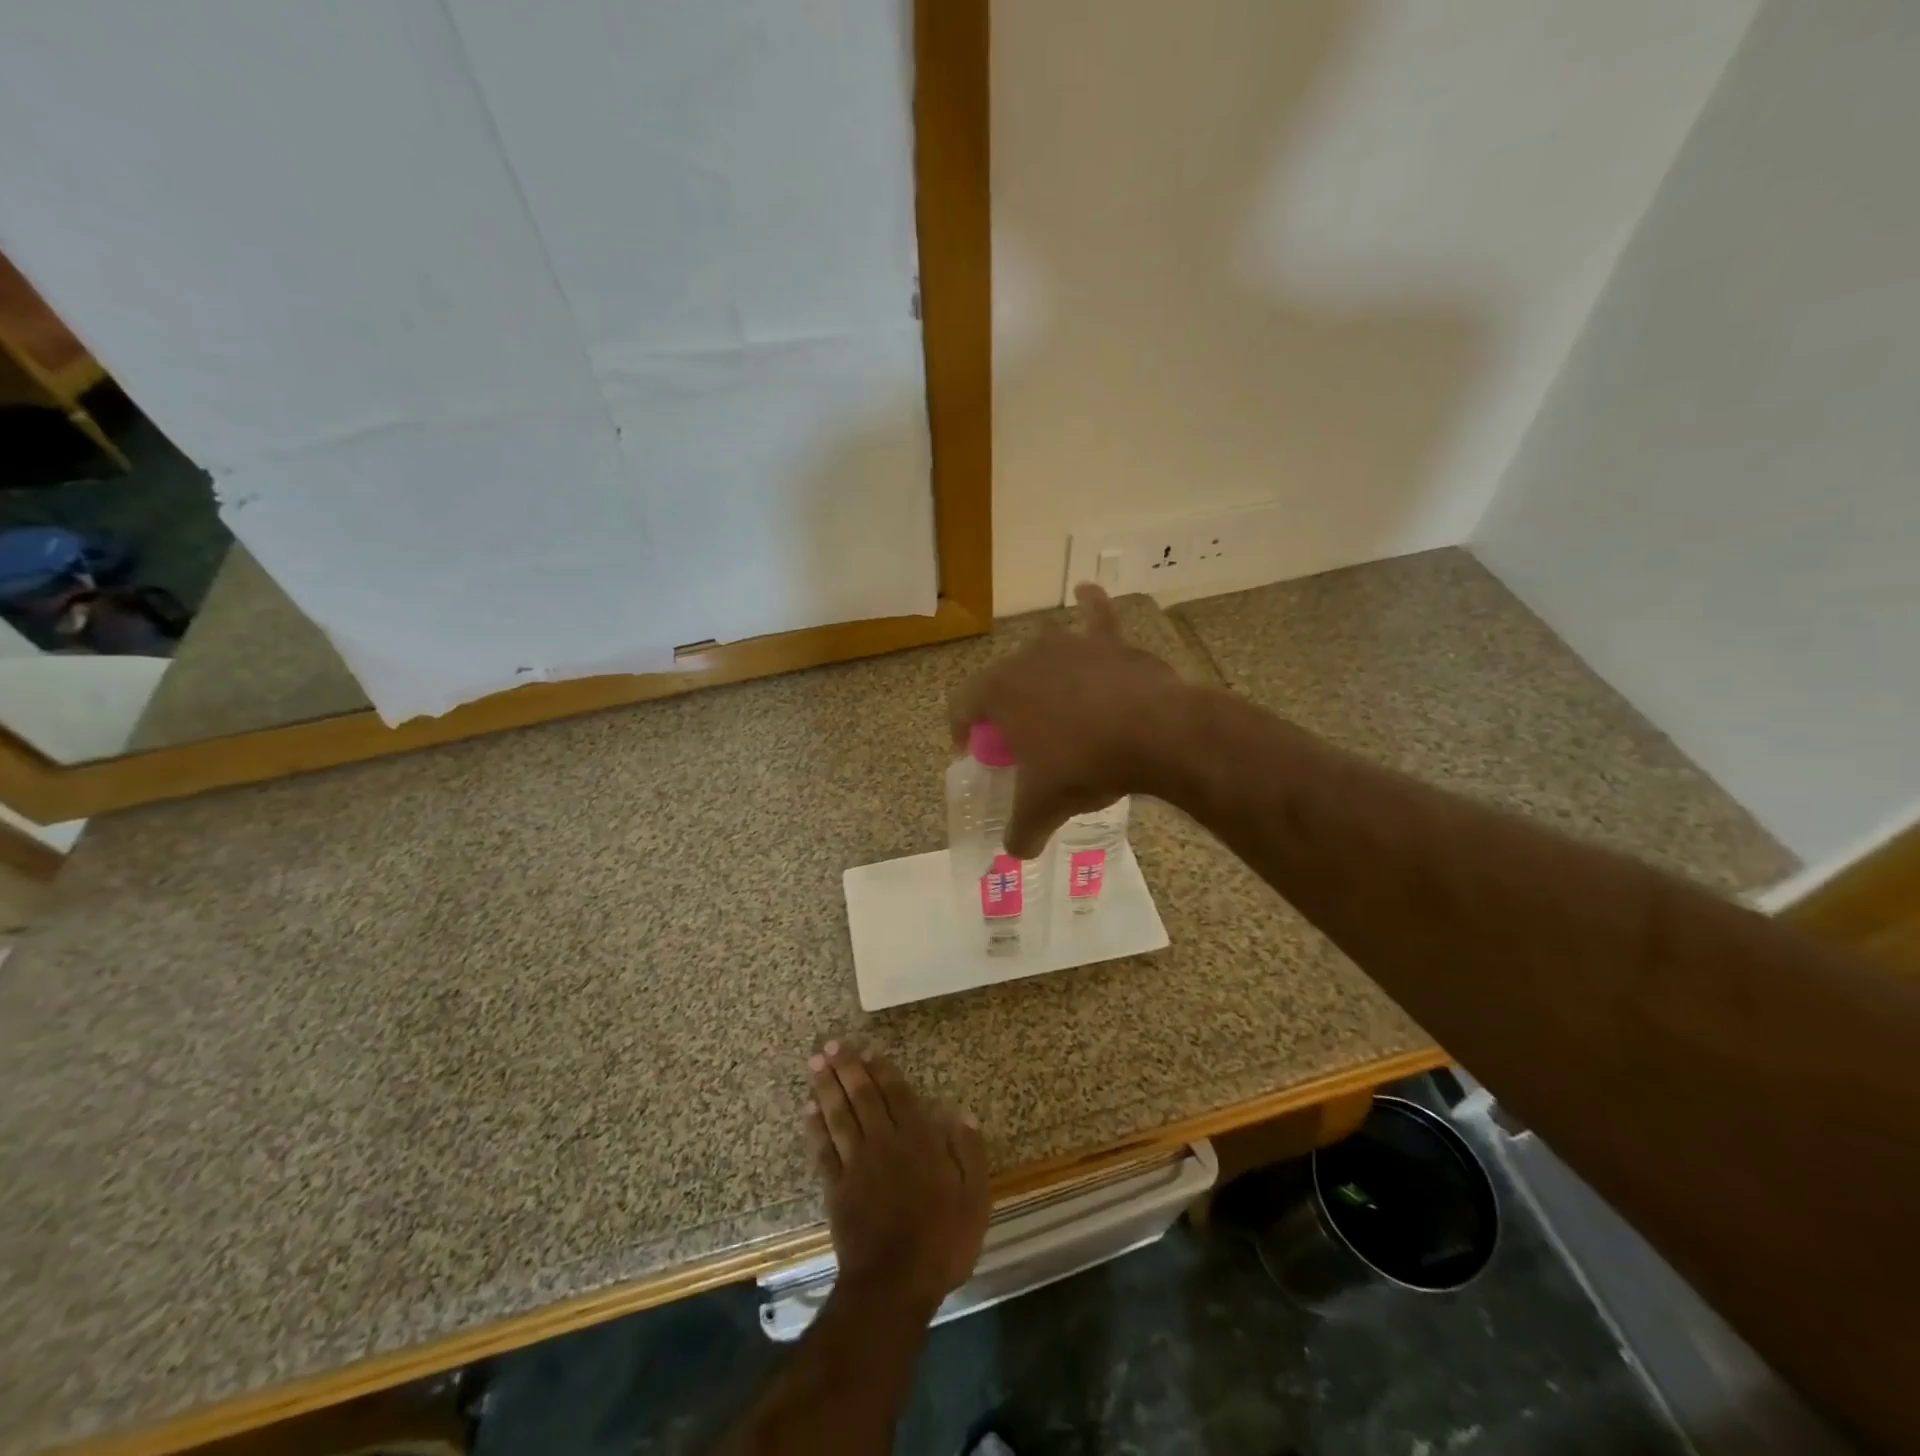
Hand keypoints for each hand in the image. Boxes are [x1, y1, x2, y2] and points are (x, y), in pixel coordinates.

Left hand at [805, 1041, 989, 1313]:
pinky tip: (808, 1110)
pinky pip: (822, 1150)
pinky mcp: (836, 1188)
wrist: (894, 1286)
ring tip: (816, 1063)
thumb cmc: (941, 1241)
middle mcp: (884, 1143)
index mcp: (918, 1141)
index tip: (868, 1050)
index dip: (882, 1071)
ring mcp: (856, 1165)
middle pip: (863, 1097)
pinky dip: (815, 1128)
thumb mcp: (974, 1199)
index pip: (897, 1095)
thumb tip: (961, 1114)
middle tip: (831, 1044)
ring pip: (839, 1116)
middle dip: (847, 1068)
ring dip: (826, 1087)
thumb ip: (969, 1153)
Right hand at [947, 582, 1187, 857]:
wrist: (1155, 734)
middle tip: (1021, 742)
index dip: (961, 731)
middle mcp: (1026, 658)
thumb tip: (1014, 851)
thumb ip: (1020, 831)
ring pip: (1043, 651)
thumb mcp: (1043, 807)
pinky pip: (1096, 615)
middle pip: (1002, 680)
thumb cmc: (1084, 765)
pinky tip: (1087, 590)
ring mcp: (1070, 644)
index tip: (974, 753)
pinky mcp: (1110, 642)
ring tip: (1051, 695)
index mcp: (999, 691)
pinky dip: (1091, 603)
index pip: (961, 706)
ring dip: (1041, 670)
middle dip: (1004, 709)